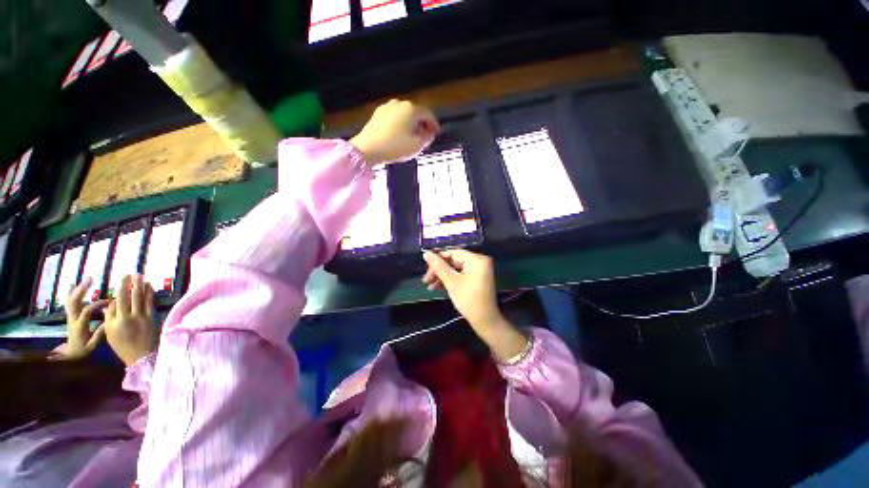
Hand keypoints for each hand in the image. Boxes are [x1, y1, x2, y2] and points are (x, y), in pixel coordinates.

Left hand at [50, 277, 107, 359]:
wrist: (69, 354)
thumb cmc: (83, 350)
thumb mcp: (92, 346)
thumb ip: (99, 334)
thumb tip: (108, 321)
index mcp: (79, 326)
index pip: (86, 311)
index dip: (97, 304)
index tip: (110, 301)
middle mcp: (72, 318)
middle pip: (74, 301)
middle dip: (81, 289)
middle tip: (91, 279)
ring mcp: (70, 316)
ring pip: (71, 299)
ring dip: (78, 288)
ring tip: (87, 279)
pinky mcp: (70, 315)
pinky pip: (69, 302)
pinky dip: (70, 292)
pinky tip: (72, 285)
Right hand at [104, 274, 156, 366]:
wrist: (139, 355)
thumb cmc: (121, 344)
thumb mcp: (109, 332)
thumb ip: (109, 316)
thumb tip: (112, 302)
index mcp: (118, 320)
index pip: (120, 299)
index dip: (122, 287)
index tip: (123, 277)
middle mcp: (131, 317)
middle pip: (132, 296)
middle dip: (132, 283)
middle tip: (133, 273)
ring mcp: (143, 317)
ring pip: (142, 298)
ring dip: (142, 286)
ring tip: (142, 277)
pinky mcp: (152, 318)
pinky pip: (151, 303)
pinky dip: (150, 293)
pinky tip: (149, 286)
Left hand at [349, 99, 439, 166]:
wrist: (368, 148)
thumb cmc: (395, 147)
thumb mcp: (417, 145)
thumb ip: (427, 138)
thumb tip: (430, 133)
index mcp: (411, 109)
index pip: (428, 114)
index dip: (434, 124)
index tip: (436, 133)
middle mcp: (399, 103)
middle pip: (416, 112)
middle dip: (422, 124)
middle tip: (426, 136)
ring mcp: (387, 107)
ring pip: (404, 114)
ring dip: (411, 124)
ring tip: (413, 136)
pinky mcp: (377, 114)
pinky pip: (394, 117)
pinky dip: (400, 124)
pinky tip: (400, 135)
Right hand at [422, 250, 527, 360]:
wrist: (484, 320)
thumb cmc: (468, 300)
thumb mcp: (451, 282)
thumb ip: (438, 266)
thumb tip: (426, 253)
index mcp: (476, 259)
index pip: (453, 252)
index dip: (437, 258)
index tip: (425, 267)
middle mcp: (479, 260)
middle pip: (453, 260)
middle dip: (439, 270)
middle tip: (426, 279)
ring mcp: (478, 269)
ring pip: (455, 268)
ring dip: (442, 276)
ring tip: (429, 286)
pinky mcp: (476, 277)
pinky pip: (460, 274)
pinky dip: (450, 279)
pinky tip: (438, 286)